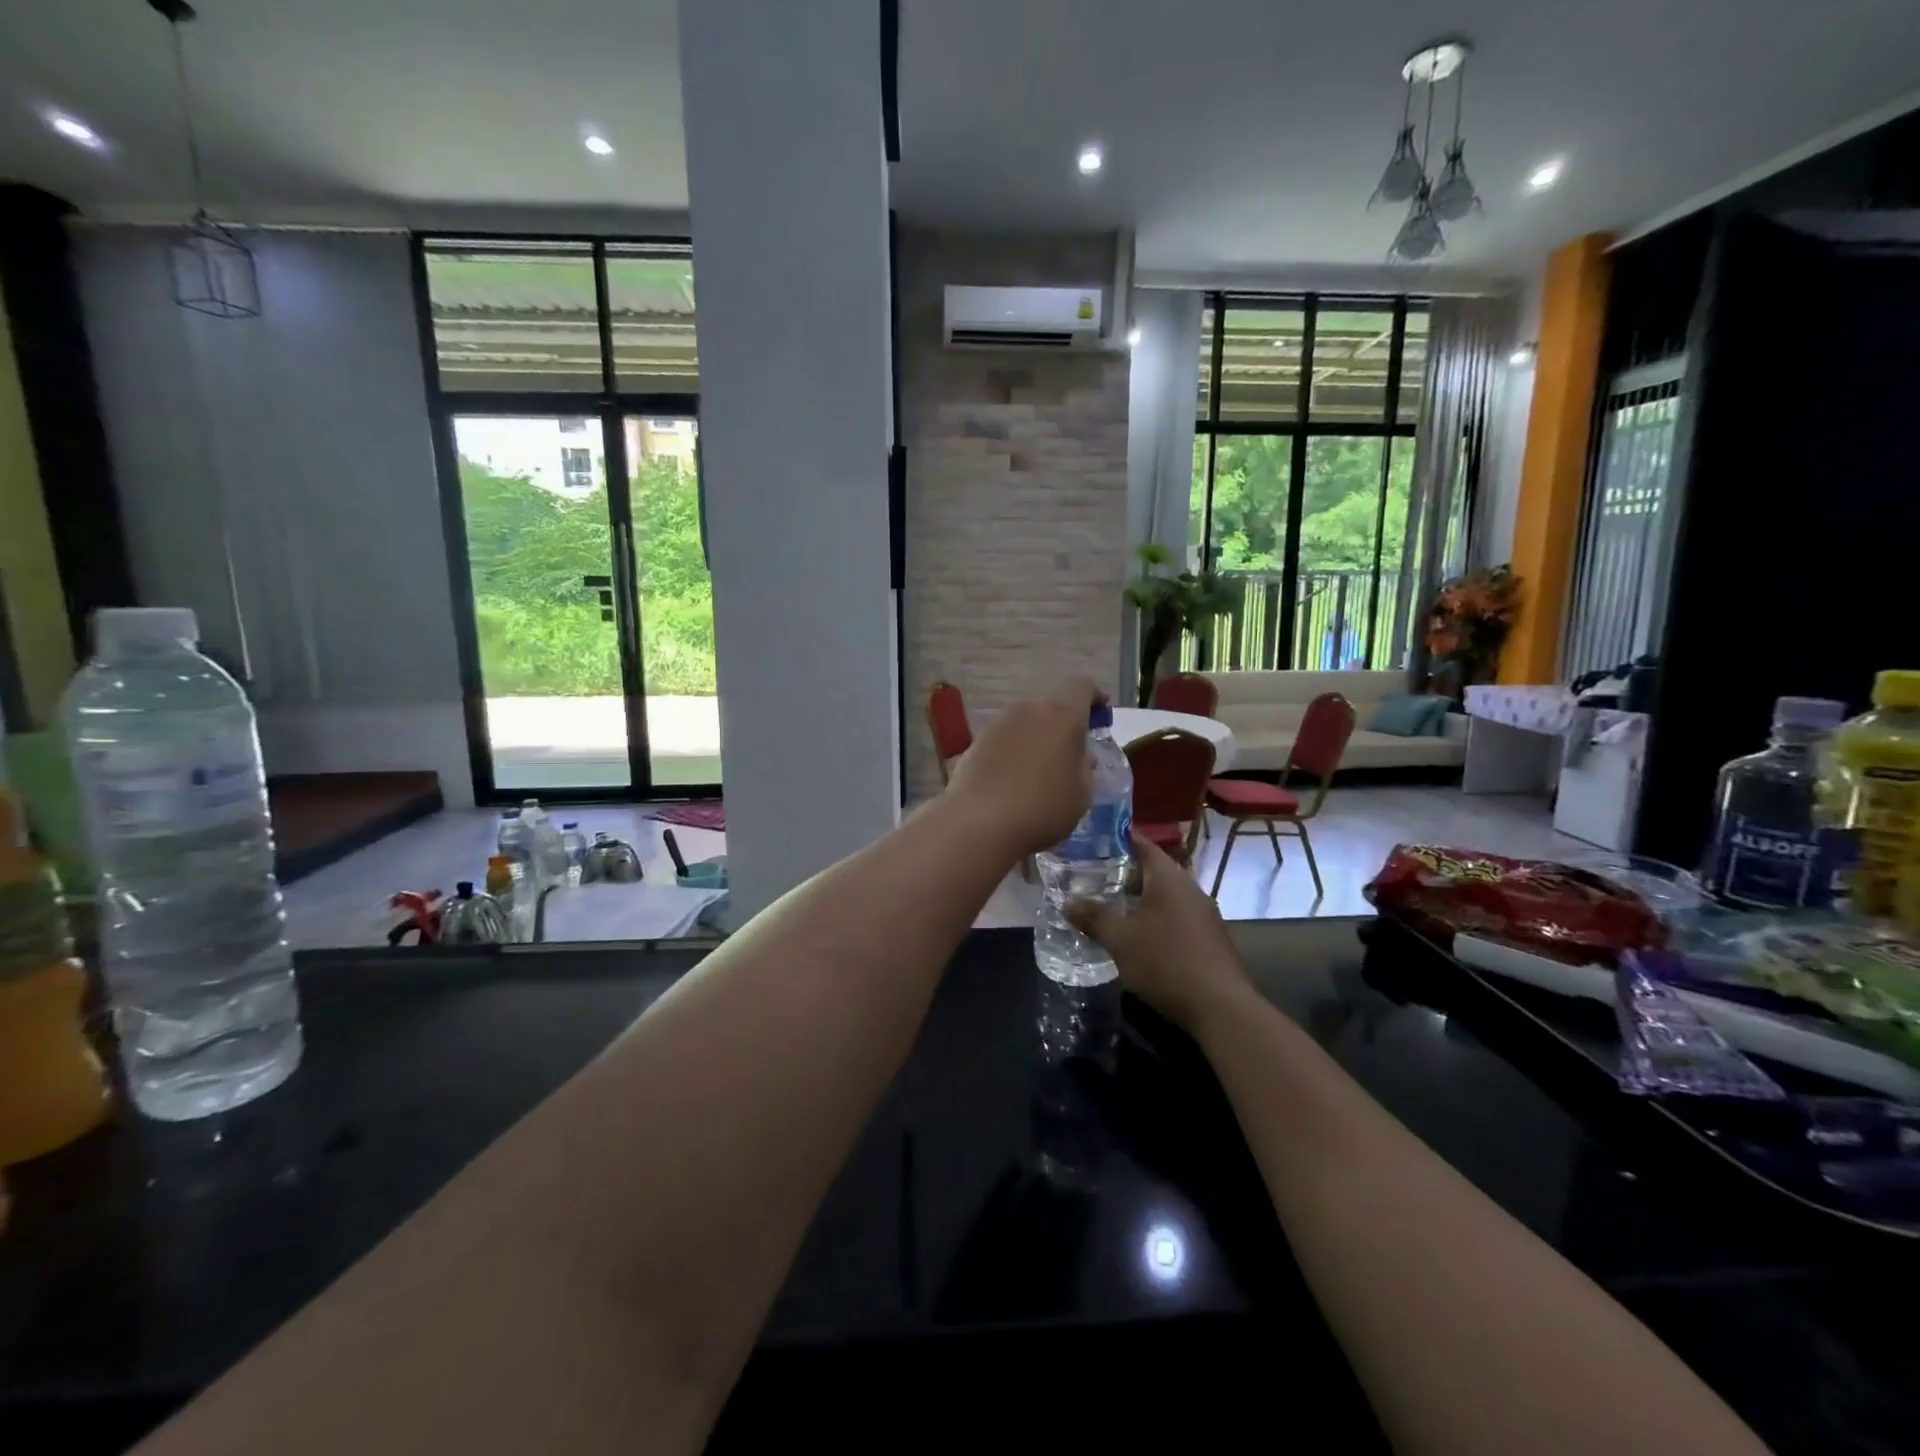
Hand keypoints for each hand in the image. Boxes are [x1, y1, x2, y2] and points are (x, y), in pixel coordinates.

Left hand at [945, 678, 1101, 854]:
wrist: (979, 824)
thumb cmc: (1043, 809)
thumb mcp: (1081, 794)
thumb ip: (1085, 767)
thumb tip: (1081, 756)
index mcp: (1062, 715)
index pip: (1081, 686)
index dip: (1094, 697)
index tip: (1101, 717)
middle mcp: (1027, 710)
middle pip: (1050, 708)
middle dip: (1062, 727)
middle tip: (1069, 756)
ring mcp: (997, 724)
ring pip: (1024, 724)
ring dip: (1034, 741)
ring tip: (1037, 775)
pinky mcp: (974, 744)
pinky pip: (1002, 742)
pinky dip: (1011, 755)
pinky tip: (1010, 784)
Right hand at [1066, 833, 1249, 1033]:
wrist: (1221, 1007)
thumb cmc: (1166, 962)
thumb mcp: (1119, 939)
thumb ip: (1093, 917)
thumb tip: (1068, 902)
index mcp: (1169, 877)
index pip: (1141, 843)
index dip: (1116, 839)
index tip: (1091, 839)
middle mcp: (1189, 887)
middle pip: (1152, 869)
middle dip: (1122, 872)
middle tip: (1090, 876)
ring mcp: (1203, 913)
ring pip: (1164, 895)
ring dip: (1138, 898)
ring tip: (1108, 905)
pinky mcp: (1208, 937)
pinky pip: (1174, 915)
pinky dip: (1153, 917)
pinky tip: (1136, 935)